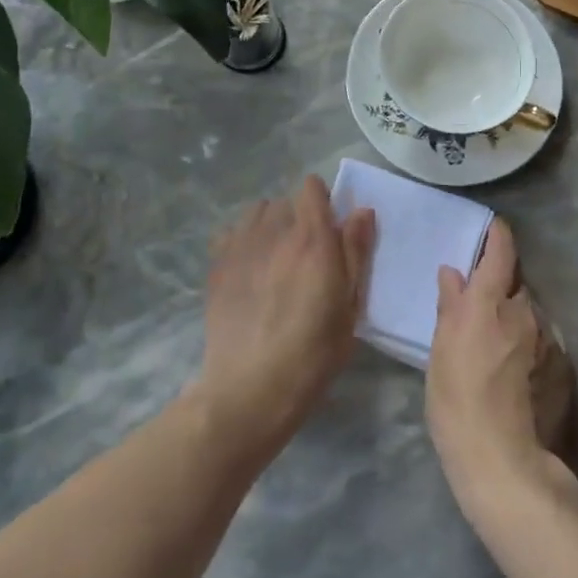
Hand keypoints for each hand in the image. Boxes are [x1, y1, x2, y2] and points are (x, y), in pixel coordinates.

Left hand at [194, 176, 375, 460]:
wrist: (251, 388)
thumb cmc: (313, 352)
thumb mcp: (350, 306)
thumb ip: (355, 252)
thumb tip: (360, 211)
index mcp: (312, 238)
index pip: (312, 188)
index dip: (322, 201)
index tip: (329, 228)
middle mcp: (275, 232)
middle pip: (285, 202)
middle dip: (297, 218)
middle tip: (305, 253)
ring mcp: (241, 247)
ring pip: (256, 213)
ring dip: (269, 225)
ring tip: (275, 256)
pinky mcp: (217, 266)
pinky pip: (231, 233)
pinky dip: (242, 240)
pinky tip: (249, 268)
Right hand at [426, 219, 577, 524]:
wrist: (502, 459)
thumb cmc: (457, 401)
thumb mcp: (440, 350)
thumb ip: (450, 305)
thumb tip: (454, 273)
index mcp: (490, 302)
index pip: (501, 251)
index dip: (497, 235)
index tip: (491, 228)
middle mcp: (524, 311)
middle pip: (514, 284)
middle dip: (499, 287)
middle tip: (477, 306)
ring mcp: (546, 339)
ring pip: (528, 313)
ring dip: (512, 317)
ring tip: (493, 345)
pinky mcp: (561, 365)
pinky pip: (539, 340)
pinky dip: (526, 344)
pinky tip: (512, 371)